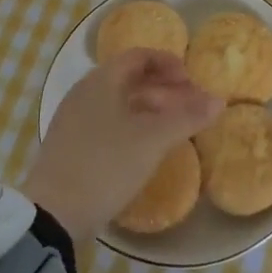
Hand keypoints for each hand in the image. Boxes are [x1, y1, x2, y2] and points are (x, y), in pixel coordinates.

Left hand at [21, 49, 222, 238]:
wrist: (52, 216)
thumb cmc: (105, 165)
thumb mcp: (152, 140)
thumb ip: (187, 117)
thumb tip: (219, 100)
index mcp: (102, 80)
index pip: (138, 56)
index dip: (167, 63)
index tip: (191, 80)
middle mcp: (85, 93)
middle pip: (130, 80)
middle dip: (165, 90)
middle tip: (192, 108)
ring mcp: (75, 121)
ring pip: (120, 104)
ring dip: (151, 111)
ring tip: (176, 130)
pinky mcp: (71, 147)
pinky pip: (109, 124)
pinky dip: (134, 128)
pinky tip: (148, 151)